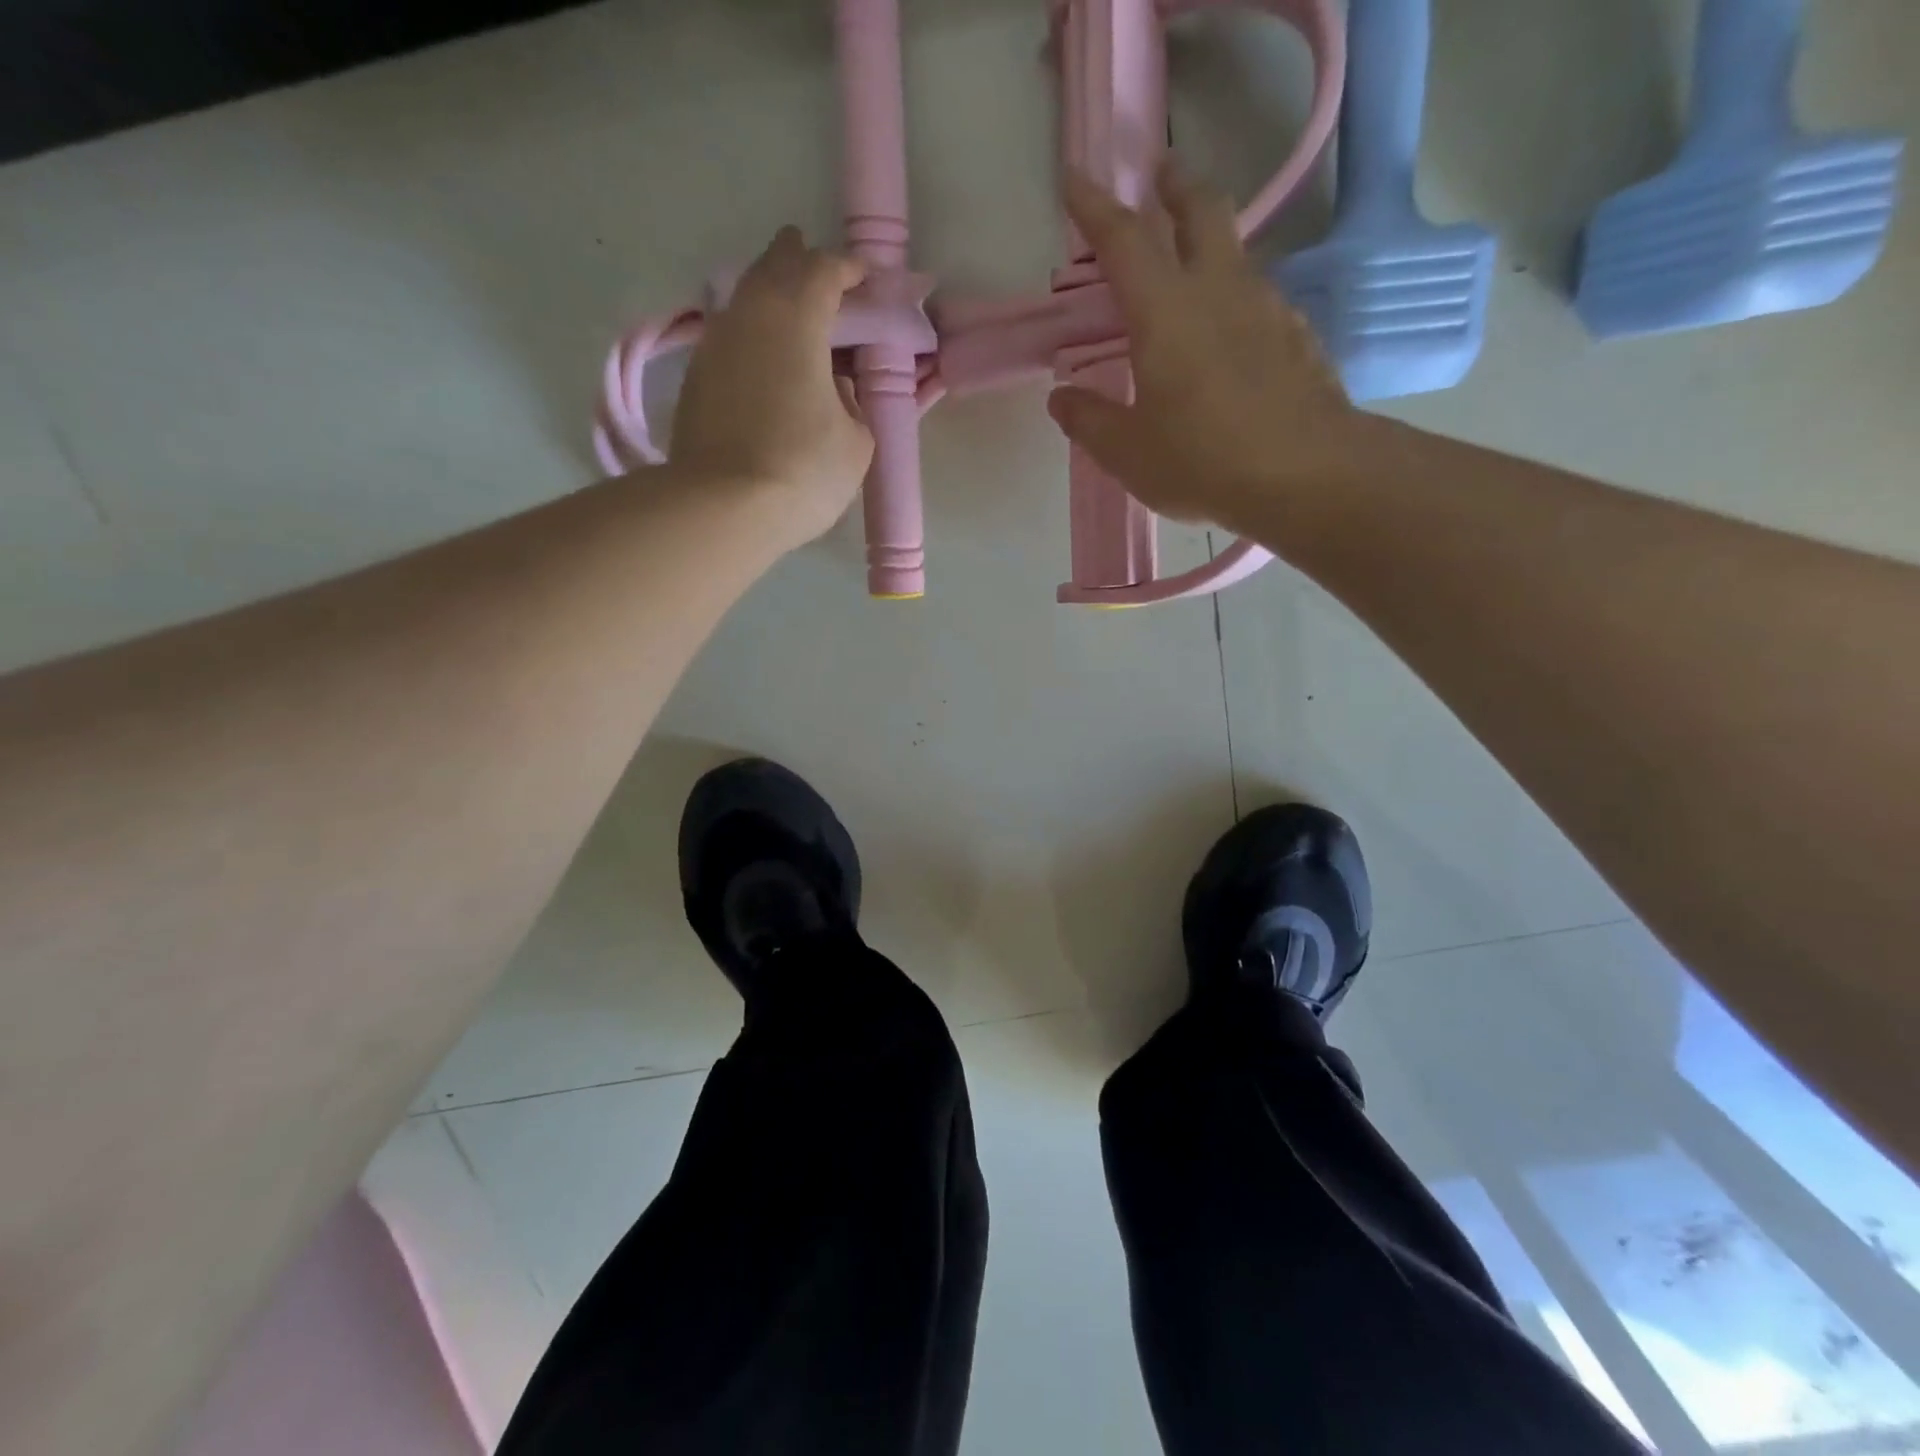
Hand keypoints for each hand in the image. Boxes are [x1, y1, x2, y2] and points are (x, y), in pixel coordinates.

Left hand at [669, 227, 873, 546]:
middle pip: (773, 266)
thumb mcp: (856, 441)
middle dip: (798, 261)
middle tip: (818, 272)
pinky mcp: (694, 377)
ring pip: (745, 299)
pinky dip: (751, 336)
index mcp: (797, 316)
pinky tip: (762, 359)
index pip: (823, 269)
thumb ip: (851, 403)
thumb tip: (831, 386)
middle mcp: (749, 313)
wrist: (724, 507)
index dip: (847, 269)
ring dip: (769, 297)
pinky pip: (729, 337)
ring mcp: (714, 343)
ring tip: (790, 314)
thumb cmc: (804, 469)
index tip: (864, 277)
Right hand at [1048, 163, 1363, 538]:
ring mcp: (1267, 308)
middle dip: (1175, 186)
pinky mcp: (1298, 335)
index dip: (1094, 206)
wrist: (1306, 475)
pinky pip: (1260, 298)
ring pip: (1236, 251)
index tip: (1076, 178)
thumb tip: (1061, 398)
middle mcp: (1218, 290)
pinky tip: (1232, 332)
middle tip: (1159, 176)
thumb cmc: (1202, 461)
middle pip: (1200, 210)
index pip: (1122, 239)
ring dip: (1210, 241)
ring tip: (1192, 264)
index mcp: (1165, 312)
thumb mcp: (1128, 453)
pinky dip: (1237, 296)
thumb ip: (1089, 421)